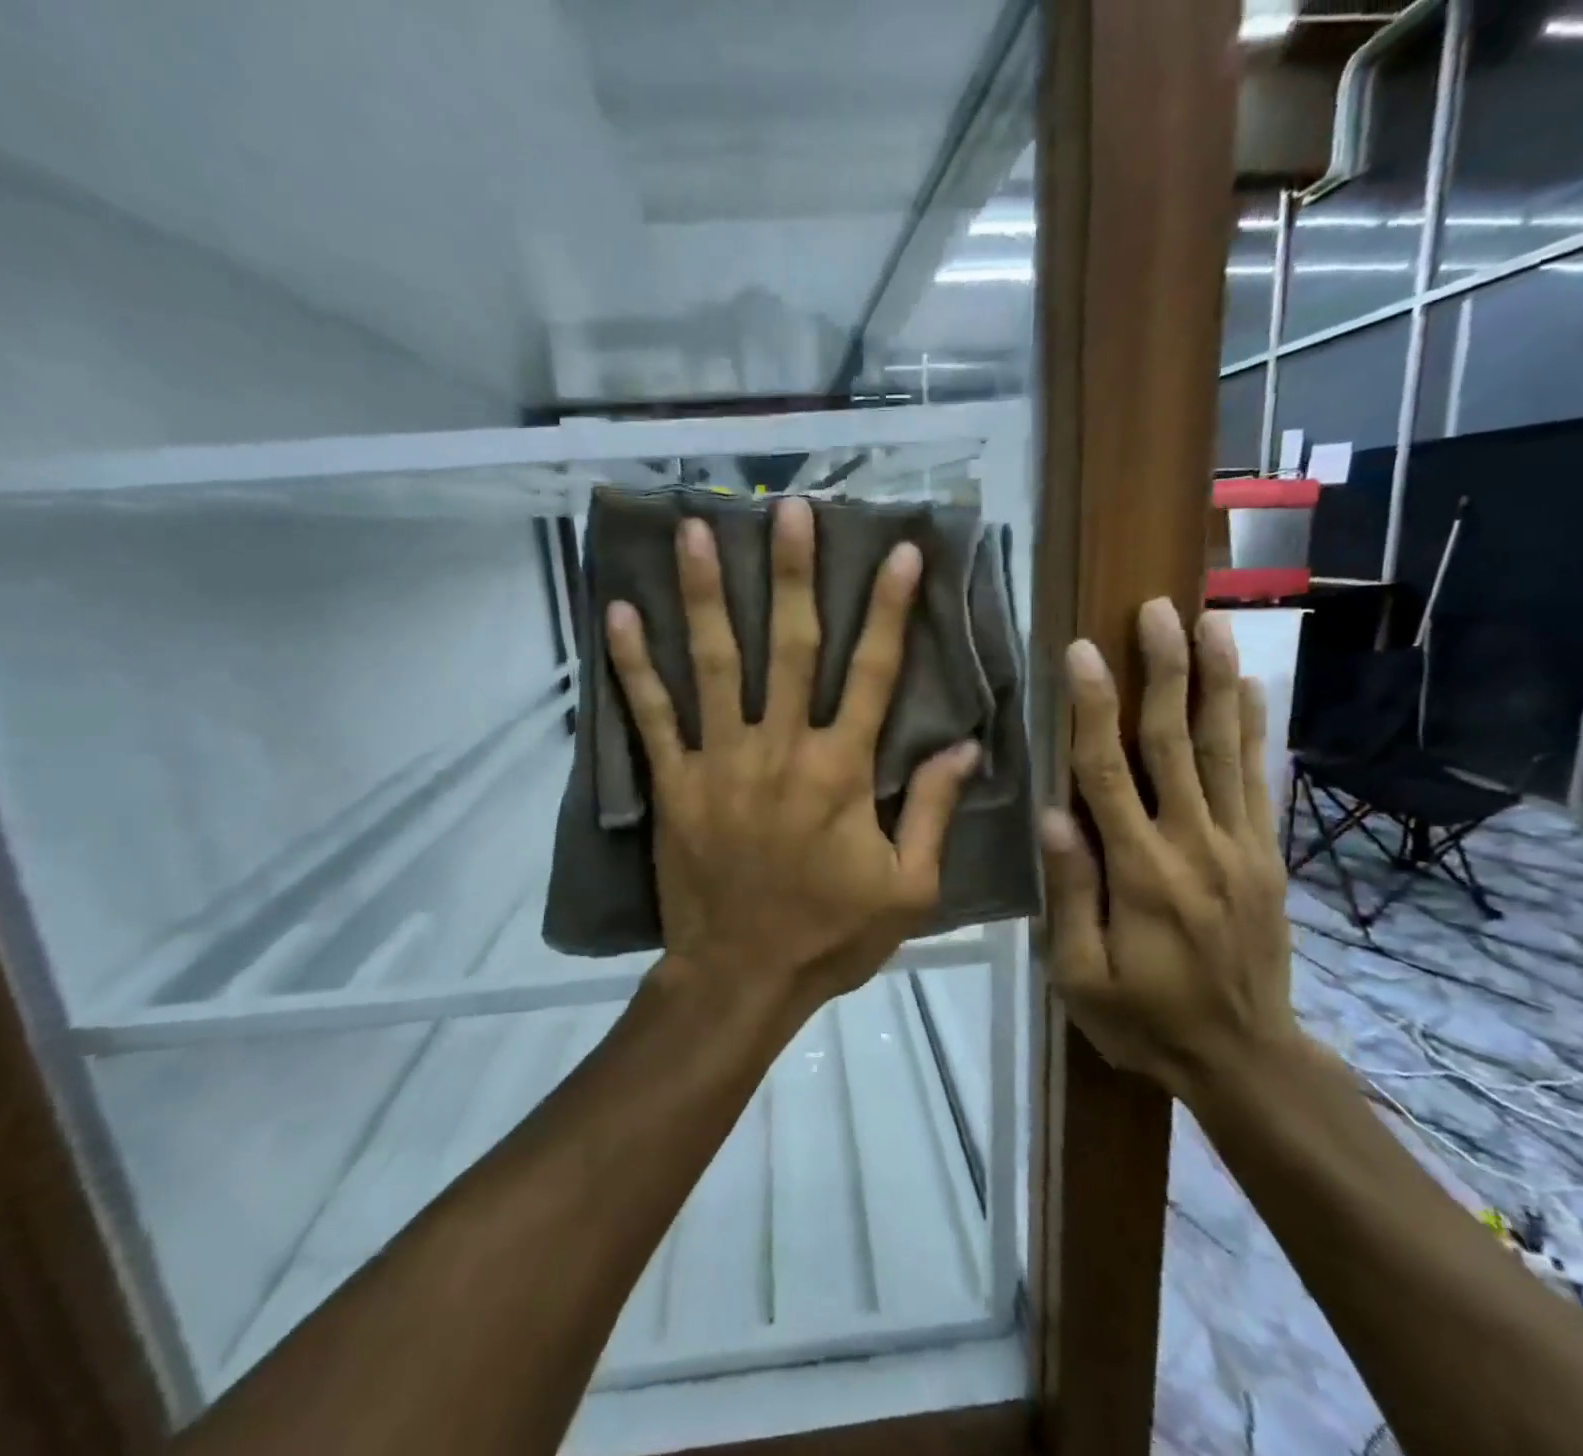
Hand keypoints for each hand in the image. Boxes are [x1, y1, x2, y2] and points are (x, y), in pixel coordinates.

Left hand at [605, 497, 980, 1013]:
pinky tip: (618, 613)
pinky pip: (651, 716)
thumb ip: (934, 811)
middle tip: (787, 509)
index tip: (898, 551)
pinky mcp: (674, 783)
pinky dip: (633, 665)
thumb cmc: (831, 935)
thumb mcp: (908, 887)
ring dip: (704, 594)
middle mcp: (779, 750)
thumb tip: (964, 746)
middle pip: (788, 647)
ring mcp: (719, 763)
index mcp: (841, 772)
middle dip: (791, 574)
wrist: (742, 978)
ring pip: (713, 664)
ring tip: (694, 529)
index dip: (889, 609)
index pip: (872, 674)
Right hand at [1040, 599, 1299, 1101]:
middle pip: (1175, 742)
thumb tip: (1052, 816)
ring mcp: (1239, 846)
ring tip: (1211, 623)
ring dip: (1216, 681)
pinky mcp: (1266, 855)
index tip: (1083, 652)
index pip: (1108, 773)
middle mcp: (1193, 845)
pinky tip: (1249, 686)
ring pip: (1225, 749)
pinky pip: (1258, 779)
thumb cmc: (1145, 1020)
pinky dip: (1254, 728)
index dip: (1092, 709)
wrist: (1246, 1060)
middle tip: (1157, 610)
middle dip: (1164, 671)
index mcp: (1139, 873)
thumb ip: (1069, 894)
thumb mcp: (1082, 977)